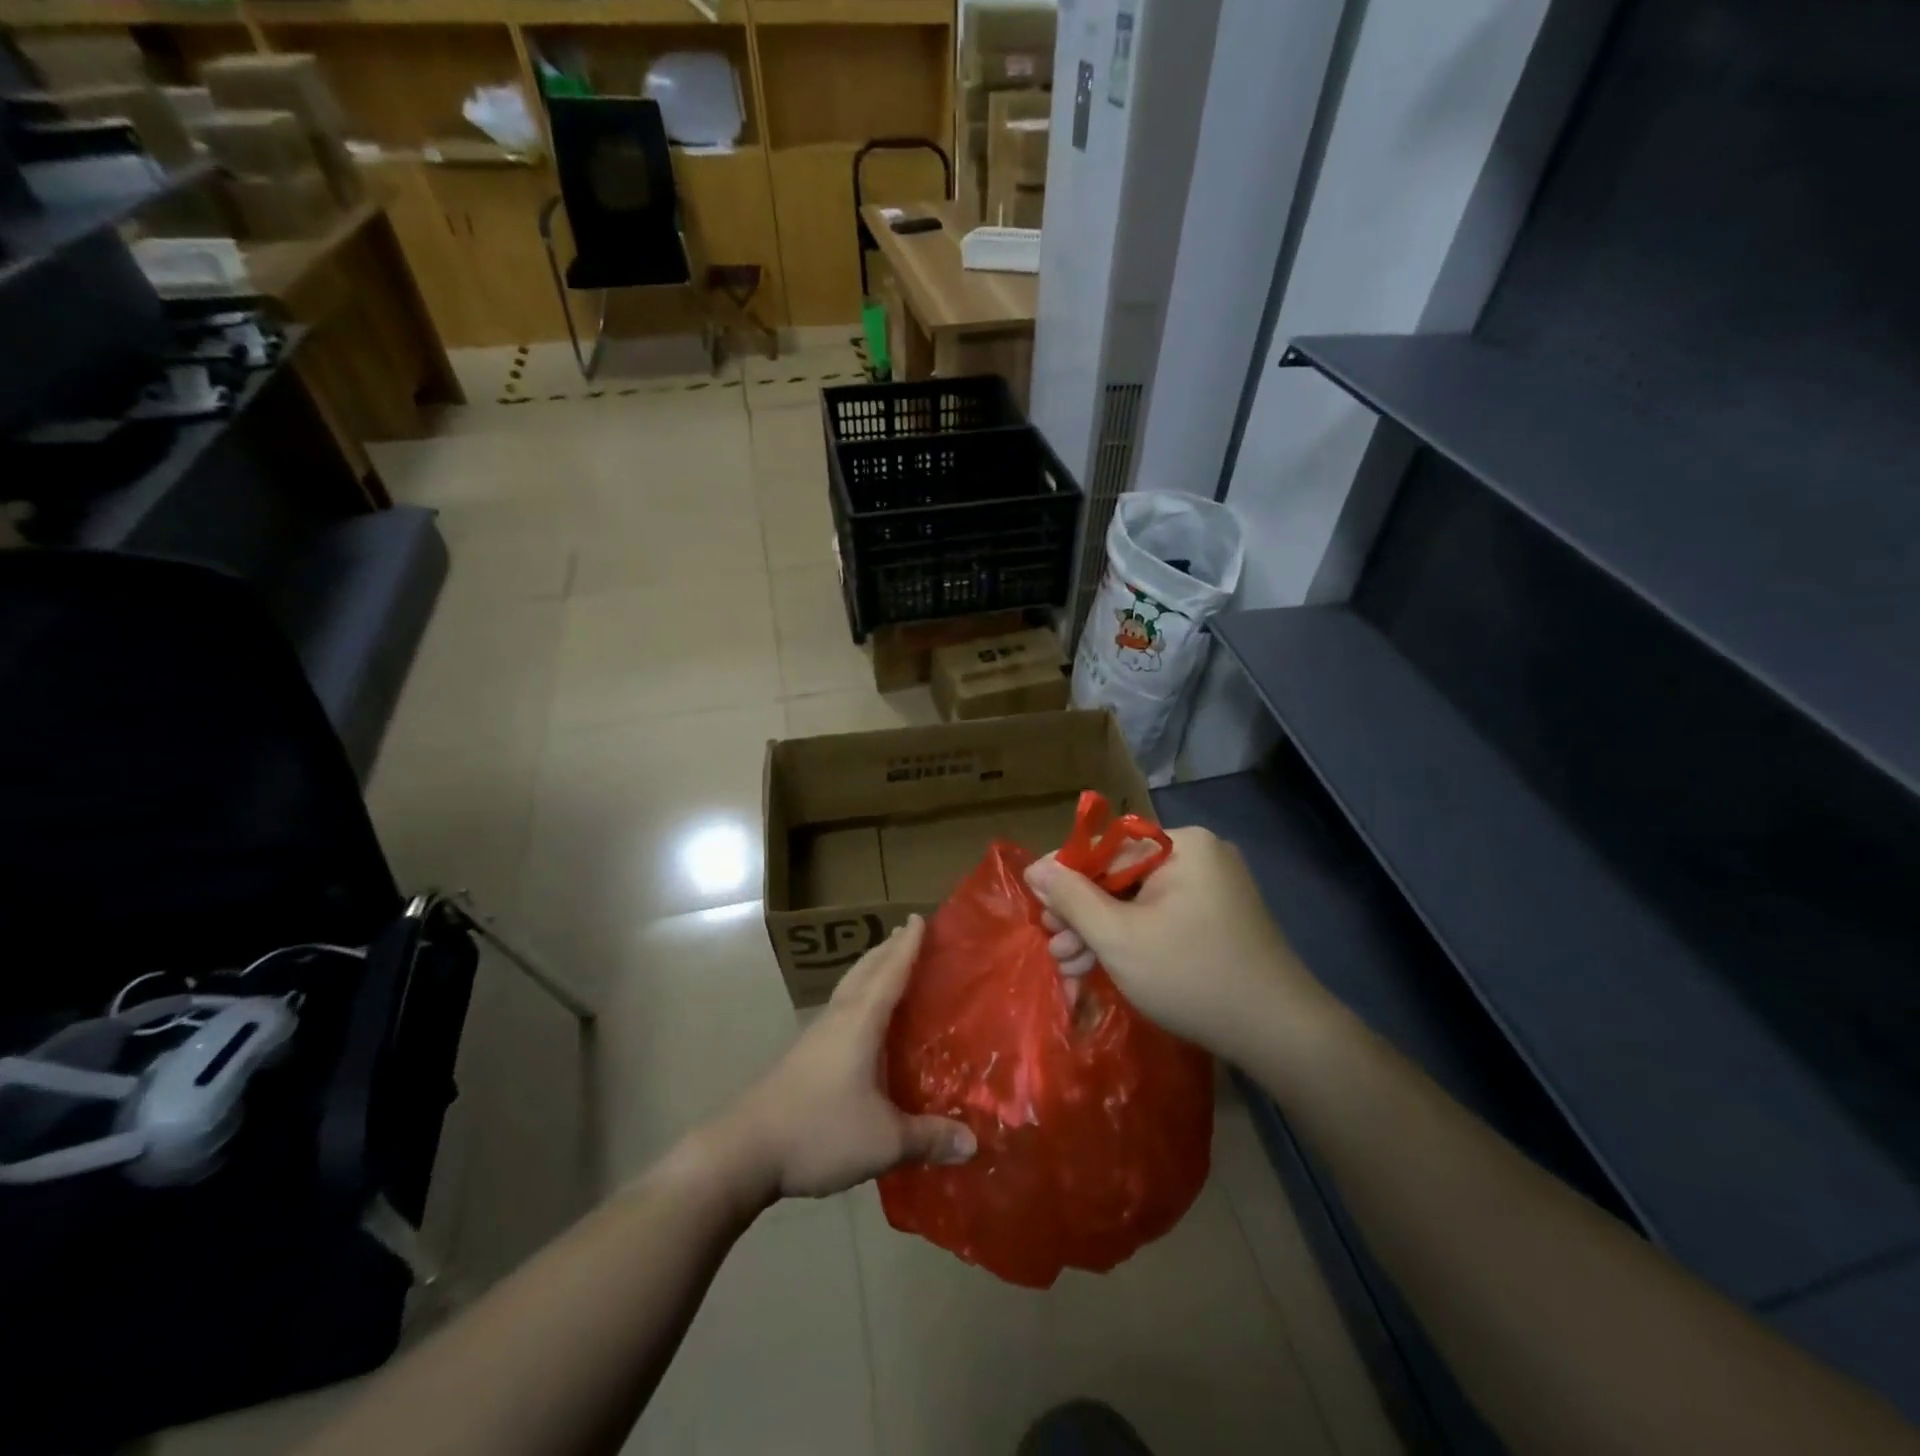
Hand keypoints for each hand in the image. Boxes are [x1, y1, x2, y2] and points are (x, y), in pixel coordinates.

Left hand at [725, 916, 975, 1199]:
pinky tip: (862, 1021)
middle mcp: (838, 1019)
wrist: (744, 1151)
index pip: (890, 972)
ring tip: (886, 964)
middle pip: (865, 971)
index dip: (908, 946)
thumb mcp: (883, 1140)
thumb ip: (928, 1138)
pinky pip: (839, 1010)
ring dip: (869, 970)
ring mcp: (816, 1036)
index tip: (920, 917)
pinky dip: (857, 997)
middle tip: (907, 932)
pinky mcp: (803, 1056)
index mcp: (860, 1022)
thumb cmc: (819, 1131)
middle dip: (887, 950)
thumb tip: (974, 1143)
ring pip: (848, 988)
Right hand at [1024, 827, 1323, 1059]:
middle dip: (1082, 916)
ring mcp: (1210, 887)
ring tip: (1069, 967)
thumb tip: (1034, 866)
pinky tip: (1101, 966)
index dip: (1064, 877)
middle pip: (1119, 876)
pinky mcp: (1216, 917)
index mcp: (1181, 845)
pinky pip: (1159, 916)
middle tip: (1054, 948)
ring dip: (1101, 933)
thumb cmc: (1191, 976)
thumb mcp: (1119, 937)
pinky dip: (1131, 939)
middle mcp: (1197, 856)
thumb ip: (1072, 898)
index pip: (1105, 848)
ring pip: (1136, 901)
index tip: (1036, 906)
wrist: (1279, 1033)